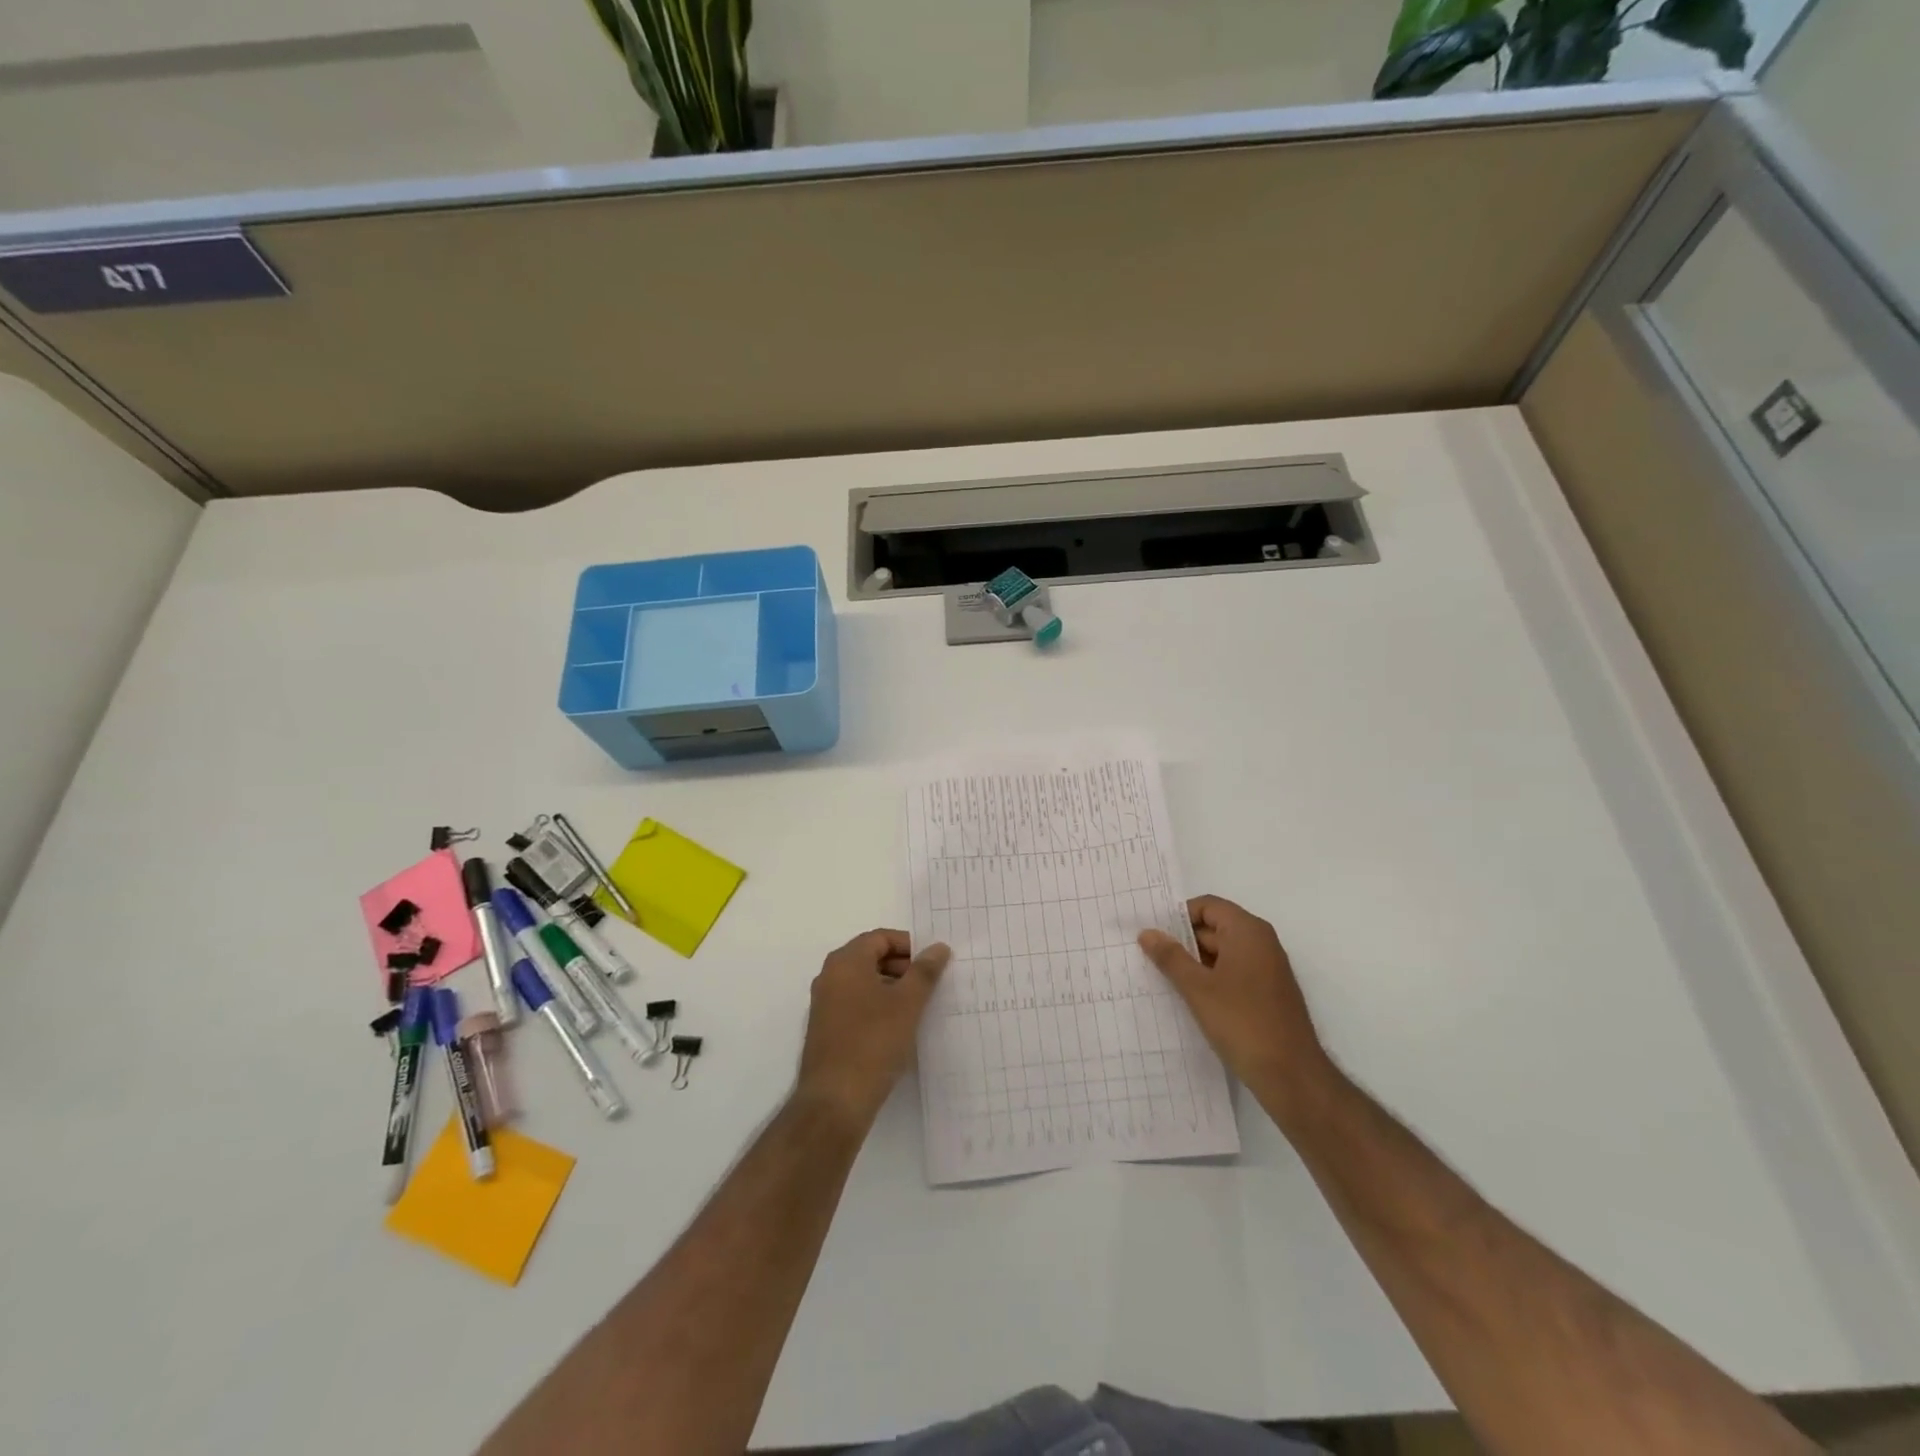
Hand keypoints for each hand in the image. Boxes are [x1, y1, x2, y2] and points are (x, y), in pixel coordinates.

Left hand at [796, 929, 949, 1129]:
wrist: (835, 1101)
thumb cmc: (873, 1042)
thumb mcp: (907, 1003)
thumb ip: (924, 971)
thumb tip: (938, 947)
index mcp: (846, 962)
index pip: (880, 938)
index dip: (909, 945)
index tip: (933, 963)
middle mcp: (830, 976)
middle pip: (871, 957)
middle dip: (902, 967)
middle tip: (930, 984)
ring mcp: (825, 1004)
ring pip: (864, 983)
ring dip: (892, 988)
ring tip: (919, 1007)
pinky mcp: (826, 1030)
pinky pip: (856, 1004)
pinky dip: (878, 1007)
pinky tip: (899, 1028)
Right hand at [1139, 896, 1332, 1109]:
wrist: (1291, 1076)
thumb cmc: (1242, 1022)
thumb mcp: (1197, 988)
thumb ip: (1170, 957)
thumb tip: (1147, 932)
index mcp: (1248, 931)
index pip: (1207, 906)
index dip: (1178, 917)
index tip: (1153, 935)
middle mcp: (1261, 942)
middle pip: (1215, 927)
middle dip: (1183, 941)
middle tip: (1150, 957)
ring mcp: (1267, 969)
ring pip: (1223, 953)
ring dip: (1195, 963)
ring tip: (1164, 979)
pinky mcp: (1268, 993)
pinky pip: (1233, 972)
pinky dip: (1211, 979)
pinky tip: (1191, 998)